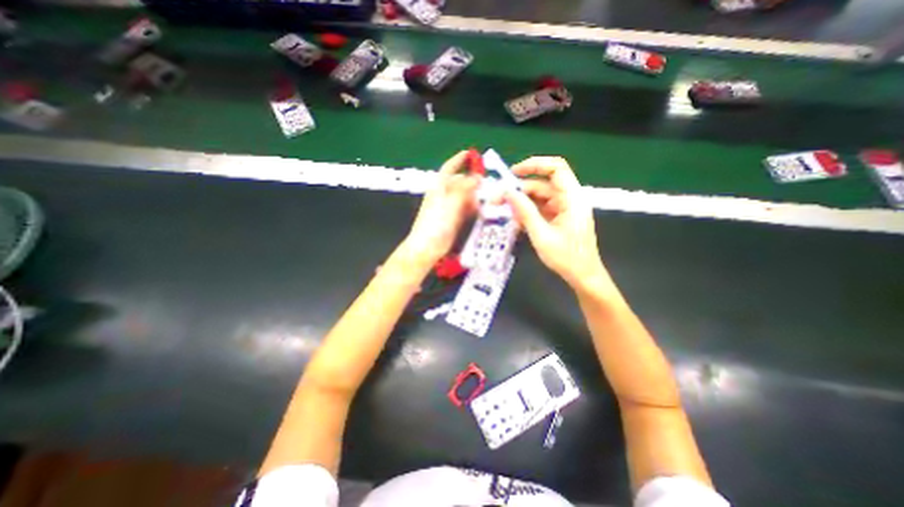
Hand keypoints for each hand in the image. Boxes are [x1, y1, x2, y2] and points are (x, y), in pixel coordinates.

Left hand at [401, 150, 480, 265]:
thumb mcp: (450, 204)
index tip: (470, 153)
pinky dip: (473, 208)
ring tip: (487, 197)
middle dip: (472, 181)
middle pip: (460, 183)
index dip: (459, 160)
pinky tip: (481, 210)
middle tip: (486, 182)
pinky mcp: (454, 219)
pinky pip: (465, 209)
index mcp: (438, 188)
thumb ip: (464, 190)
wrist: (427, 248)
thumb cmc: (435, 224)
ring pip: (464, 196)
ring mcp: (449, 208)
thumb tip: (476, 177)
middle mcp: (444, 196)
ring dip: (474, 196)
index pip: (449, 169)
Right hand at [505, 153, 601, 289]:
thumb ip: (525, 211)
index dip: (535, 165)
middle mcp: (569, 198)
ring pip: (540, 196)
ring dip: (522, 202)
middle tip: (498, 199)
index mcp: (572, 198)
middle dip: (520, 189)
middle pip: (543, 184)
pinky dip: (528, 211)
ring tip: (504, 211)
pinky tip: (516, 220)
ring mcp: (565, 208)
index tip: (513, 173)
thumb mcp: (541, 235)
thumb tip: (508, 192)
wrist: (583, 276)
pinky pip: (541, 207)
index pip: (556, 168)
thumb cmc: (566, 257)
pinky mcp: (560, 217)